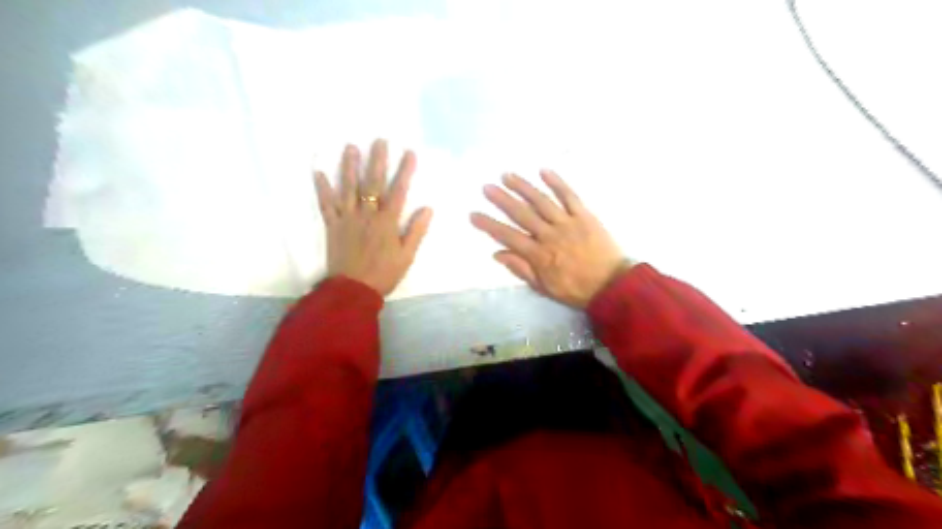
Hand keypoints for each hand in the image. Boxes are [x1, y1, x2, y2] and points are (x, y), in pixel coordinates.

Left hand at [317, 138, 434, 297]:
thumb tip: (427, 208)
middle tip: (379, 140)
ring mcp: (347, 218)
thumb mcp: (407, 256)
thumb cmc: (384, 274)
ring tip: (351, 147)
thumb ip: (416, 231)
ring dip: (349, 166)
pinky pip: (326, 204)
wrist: (352, 290)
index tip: (409, 152)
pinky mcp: (332, 225)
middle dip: (377, 160)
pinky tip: (319, 172)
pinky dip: (322, 188)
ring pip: (348, 188)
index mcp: (387, 222)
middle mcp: (366, 214)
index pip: (398, 191)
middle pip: (372, 183)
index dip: (404, 171)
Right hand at [471, 172, 630, 307]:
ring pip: (542, 201)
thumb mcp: (544, 288)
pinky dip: (557, 183)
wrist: (612, 285)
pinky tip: (544, 171)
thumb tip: (498, 253)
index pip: (508, 236)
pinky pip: (569, 196)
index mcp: (539, 255)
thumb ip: (521, 270)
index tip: (473, 214)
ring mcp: (568, 223)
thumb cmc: (576, 289)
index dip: (489, 225)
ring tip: (507, 175)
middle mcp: (550, 235)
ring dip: (523, 187)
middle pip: (522, 214)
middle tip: (487, 187)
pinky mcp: (585, 215)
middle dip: (502, 199)